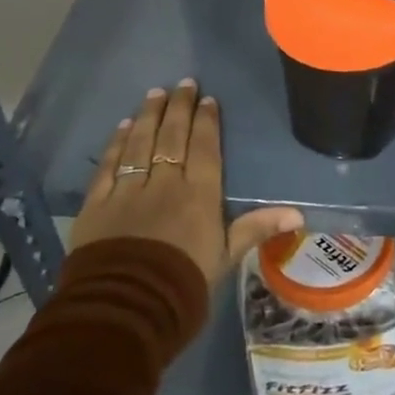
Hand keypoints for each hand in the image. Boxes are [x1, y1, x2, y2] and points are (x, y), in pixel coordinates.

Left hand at [72, 80, 301, 284]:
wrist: (126, 311)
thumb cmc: (183, 285)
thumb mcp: (225, 258)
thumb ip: (256, 228)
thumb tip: (298, 214)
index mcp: (199, 195)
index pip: (205, 148)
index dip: (206, 121)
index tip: (207, 99)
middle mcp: (165, 184)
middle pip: (173, 137)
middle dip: (178, 107)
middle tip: (182, 83)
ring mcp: (128, 191)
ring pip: (140, 144)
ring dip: (149, 116)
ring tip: (154, 94)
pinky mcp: (97, 205)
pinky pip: (109, 166)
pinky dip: (117, 144)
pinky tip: (124, 127)